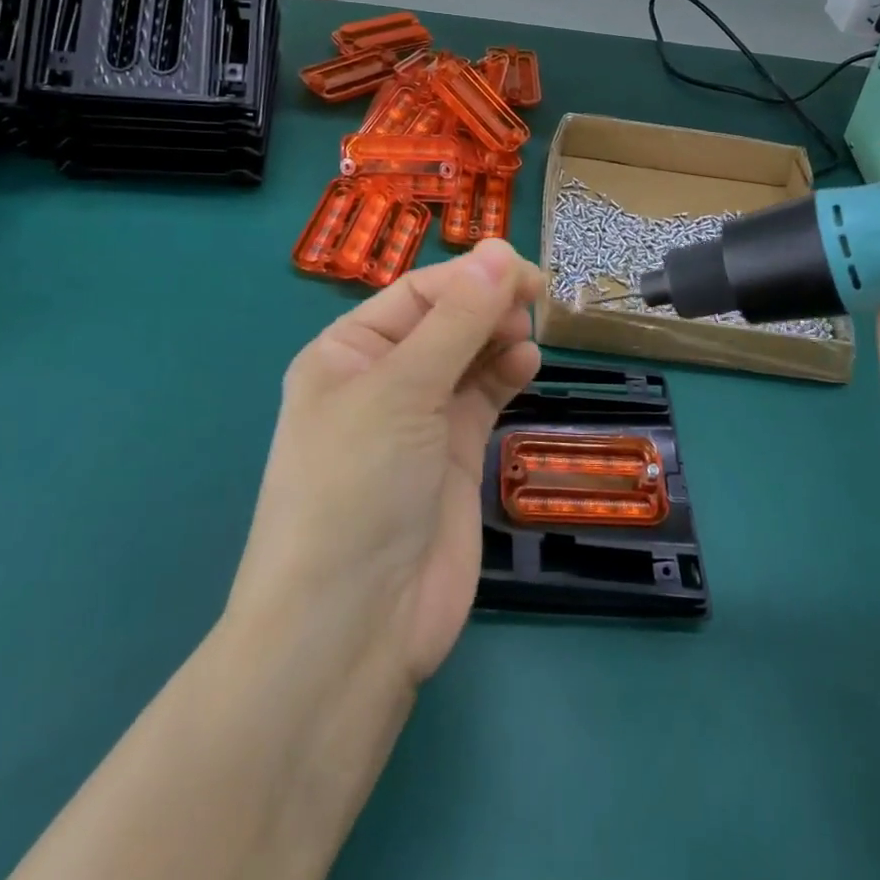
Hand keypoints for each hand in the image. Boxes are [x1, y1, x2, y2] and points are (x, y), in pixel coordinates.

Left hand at [229, 240, 544, 683]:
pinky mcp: (452, 457)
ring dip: (498, 337)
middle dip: (486, 305)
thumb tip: (500, 250)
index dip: (468, 277)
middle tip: (533, 301)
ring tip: (525, 337)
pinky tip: (526, 364)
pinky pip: (483, 397)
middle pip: (444, 321)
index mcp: (346, 353)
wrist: (352, 629)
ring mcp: (418, 421)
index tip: (523, 270)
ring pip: (468, 356)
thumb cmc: (357, 487)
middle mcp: (380, 380)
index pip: (415, 294)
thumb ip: (457, 321)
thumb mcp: (401, 390)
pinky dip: (506, 374)